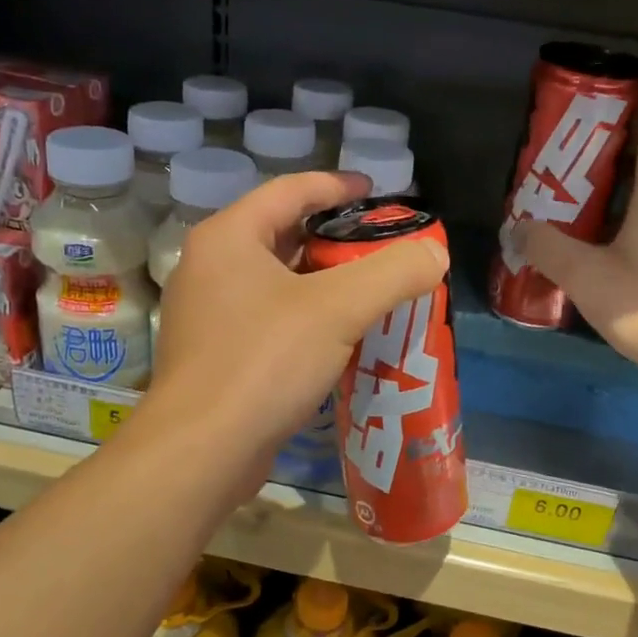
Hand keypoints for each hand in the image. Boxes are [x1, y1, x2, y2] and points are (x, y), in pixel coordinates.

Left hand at [148, 171, 447, 470]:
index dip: (338, 185)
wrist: (202, 451)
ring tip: (372, 291)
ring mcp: (209, 314)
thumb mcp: (338, 309)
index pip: (291, 190)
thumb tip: (435, 253)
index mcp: (230, 237)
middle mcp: (211, 267)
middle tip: (384, 248)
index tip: (378, 192)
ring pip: (278, 282)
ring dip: (324, 283)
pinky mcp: (217, 355)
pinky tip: (341, 339)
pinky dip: (307, 318)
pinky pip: (270, 320)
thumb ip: (393, 273)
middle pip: (284, 234)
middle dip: (337, 239)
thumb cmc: (264, 362)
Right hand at [515, 113, 637, 377]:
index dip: (636, 115)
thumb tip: (519, 227)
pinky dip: (621, 237)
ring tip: (571, 213)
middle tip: (568, 169)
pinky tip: (593, 258)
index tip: (604, 110)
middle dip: (610, 164)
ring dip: (613, 205)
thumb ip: (547, 248)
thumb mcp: (584, 273)